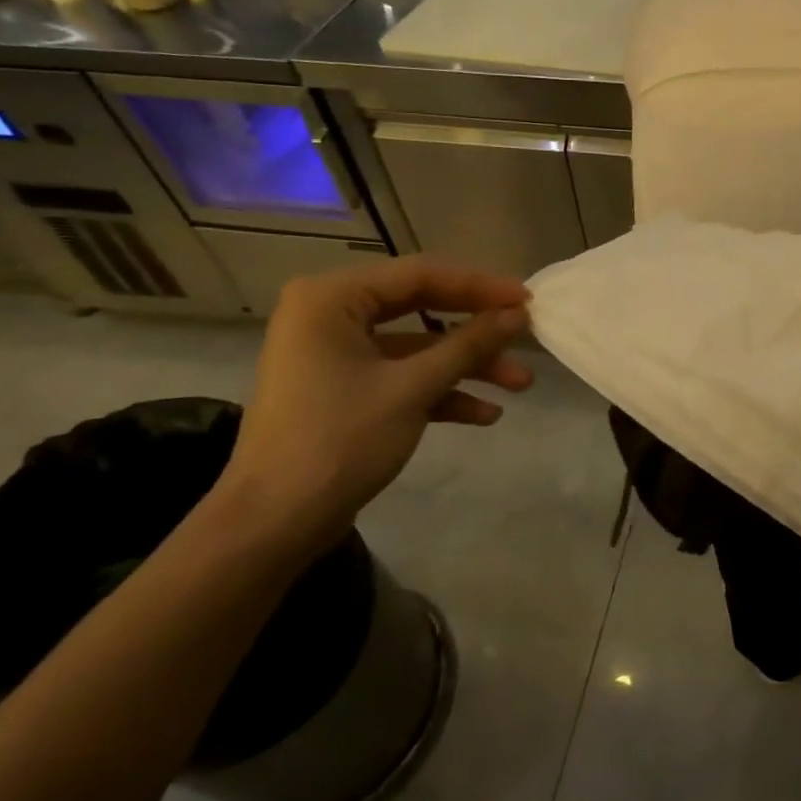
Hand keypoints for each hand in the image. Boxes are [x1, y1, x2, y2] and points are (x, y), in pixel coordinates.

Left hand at [221, 256, 531, 546]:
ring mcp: (336, 354)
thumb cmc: (338, 441)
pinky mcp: (344, 389)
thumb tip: (519, 314)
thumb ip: (469, 345)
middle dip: (477, 331)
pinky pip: (402, 376)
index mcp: (332, 298)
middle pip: (422, 308)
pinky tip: (484, 414)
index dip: (480, 287)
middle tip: (526, 337)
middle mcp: (330, 315)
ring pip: (417, 347)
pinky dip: (441, 392)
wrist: (273, 525)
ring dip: (467, 366)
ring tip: (520, 384)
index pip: (420, 275)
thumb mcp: (413, 388)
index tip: (527, 300)